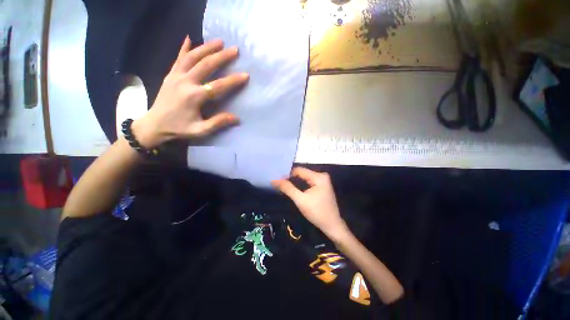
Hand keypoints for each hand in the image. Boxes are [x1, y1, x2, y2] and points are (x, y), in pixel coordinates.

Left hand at [132, 36, 248, 147]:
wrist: (154, 124)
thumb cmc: (179, 128)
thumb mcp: (200, 130)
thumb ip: (218, 123)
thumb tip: (236, 118)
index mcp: (194, 97)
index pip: (217, 86)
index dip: (233, 80)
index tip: (245, 75)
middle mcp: (185, 82)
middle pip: (205, 64)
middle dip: (221, 56)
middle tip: (235, 49)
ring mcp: (176, 76)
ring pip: (192, 56)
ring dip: (206, 47)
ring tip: (219, 41)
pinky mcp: (170, 74)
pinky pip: (178, 58)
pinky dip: (184, 47)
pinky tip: (189, 38)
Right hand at [272, 167, 348, 240]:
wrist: (332, 226)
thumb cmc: (317, 212)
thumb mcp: (300, 200)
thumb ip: (287, 188)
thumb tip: (274, 180)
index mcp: (318, 176)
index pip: (299, 170)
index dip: (287, 174)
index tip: (277, 181)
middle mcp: (322, 176)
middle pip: (302, 174)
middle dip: (290, 178)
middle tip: (279, 184)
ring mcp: (323, 181)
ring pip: (304, 178)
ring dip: (295, 182)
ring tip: (283, 186)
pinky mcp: (322, 186)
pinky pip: (308, 182)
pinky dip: (300, 185)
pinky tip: (293, 188)